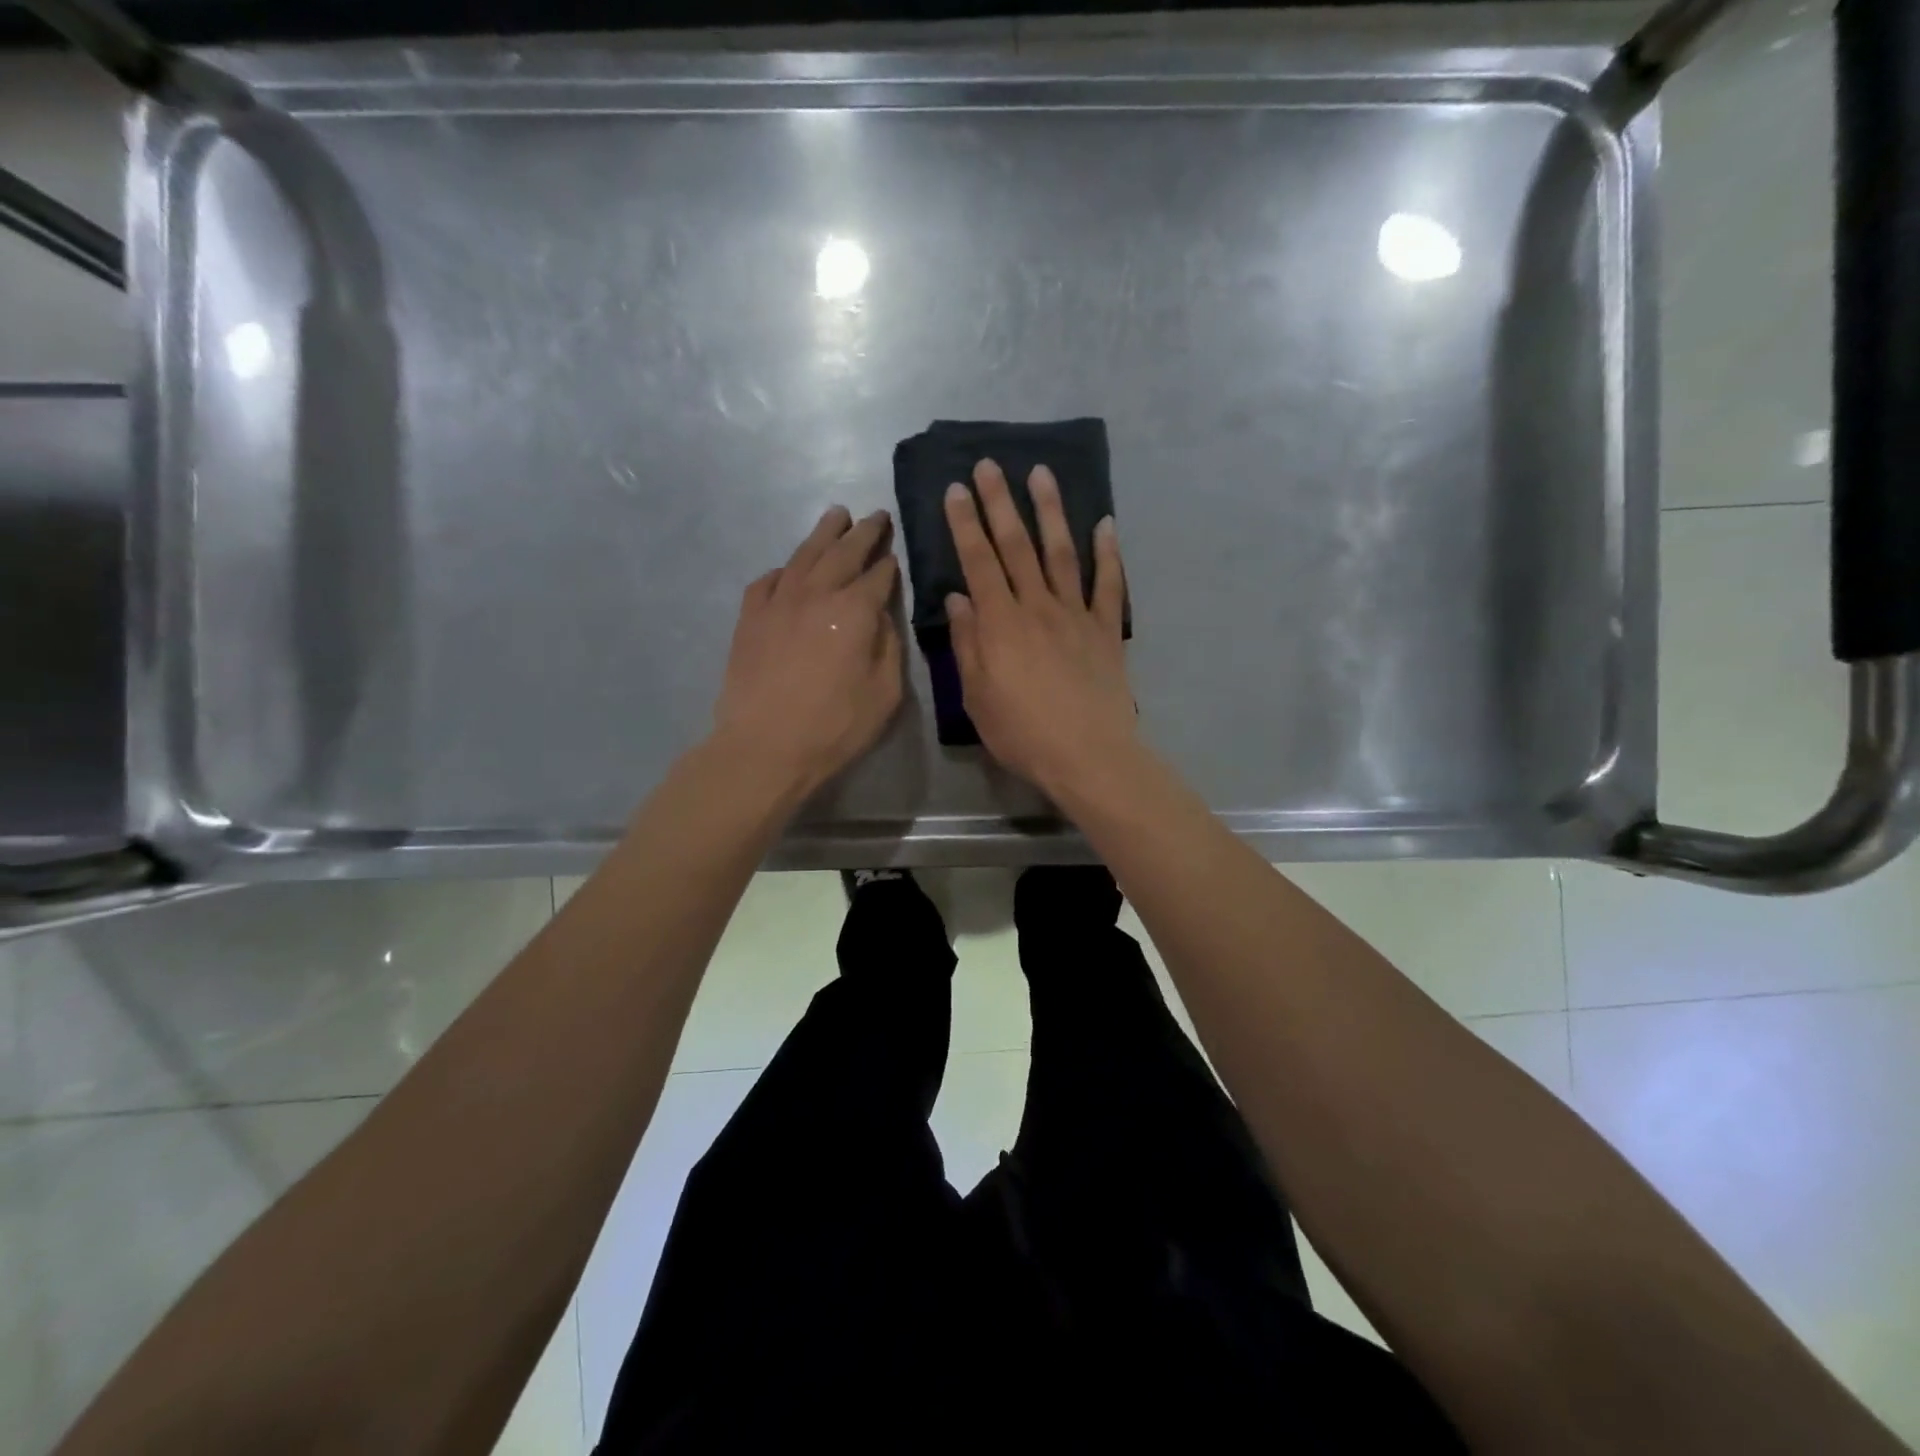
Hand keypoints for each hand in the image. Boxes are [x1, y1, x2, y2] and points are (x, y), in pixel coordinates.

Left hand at [712, 506, 902, 795]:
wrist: (764, 746)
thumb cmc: (835, 726)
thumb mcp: (885, 693)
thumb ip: (887, 646)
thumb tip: (879, 615)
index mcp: (854, 610)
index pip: (878, 576)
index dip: (889, 564)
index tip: (895, 553)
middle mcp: (816, 594)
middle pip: (843, 552)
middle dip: (863, 532)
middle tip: (875, 516)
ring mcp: (778, 602)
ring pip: (804, 556)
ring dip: (823, 533)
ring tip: (836, 515)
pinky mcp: (750, 618)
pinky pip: (767, 581)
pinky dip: (782, 570)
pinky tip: (787, 571)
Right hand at [944, 459, 1137, 796]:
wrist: (1088, 755)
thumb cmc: (1023, 733)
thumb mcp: (977, 697)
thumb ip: (967, 644)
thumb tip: (958, 598)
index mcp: (1000, 624)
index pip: (978, 562)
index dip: (966, 524)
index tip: (957, 489)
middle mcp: (1037, 607)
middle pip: (1017, 546)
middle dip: (1000, 503)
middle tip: (990, 464)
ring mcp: (1076, 615)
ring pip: (1061, 553)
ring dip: (1050, 511)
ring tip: (1041, 473)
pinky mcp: (1106, 630)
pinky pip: (1108, 584)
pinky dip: (1108, 553)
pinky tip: (1105, 524)